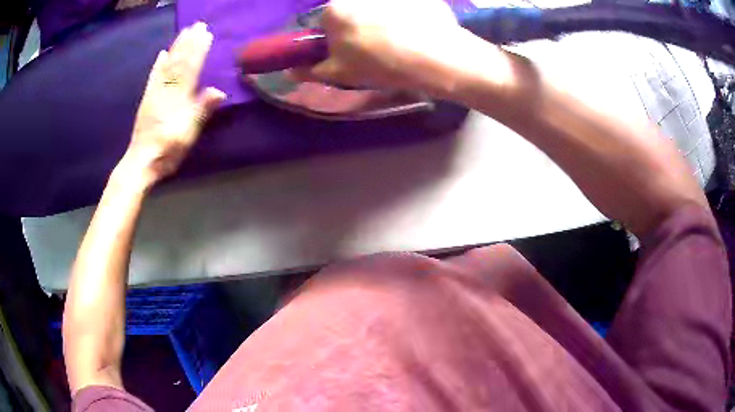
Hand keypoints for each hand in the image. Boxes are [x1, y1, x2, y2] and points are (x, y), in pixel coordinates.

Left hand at [122, 22, 225, 186]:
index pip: (190, 68)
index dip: (198, 50)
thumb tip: (218, 91)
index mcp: (178, 98)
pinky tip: (161, 54)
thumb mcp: (188, 135)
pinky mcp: (147, 100)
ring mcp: (155, 94)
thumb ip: (201, 111)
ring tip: (184, 32)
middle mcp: (166, 91)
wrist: (141, 163)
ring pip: (167, 66)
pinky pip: (153, 78)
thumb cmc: (168, 150)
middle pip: (179, 62)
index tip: (207, 34)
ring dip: (176, 47)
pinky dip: (158, 64)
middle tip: (198, 25)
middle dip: (189, 42)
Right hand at [294, 0, 467, 94]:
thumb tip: (291, 71)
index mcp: (335, 10)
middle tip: (381, 46)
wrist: (438, 57)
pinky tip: (420, 30)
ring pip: (379, 7)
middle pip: (354, 10)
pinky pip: (405, 5)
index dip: (339, 38)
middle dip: (361, 24)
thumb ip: (312, 70)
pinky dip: (409, 14)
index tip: (353, 52)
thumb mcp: (342, 74)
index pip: (328, 22)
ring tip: (404, 39)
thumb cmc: (384, 65)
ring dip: (386, 18)